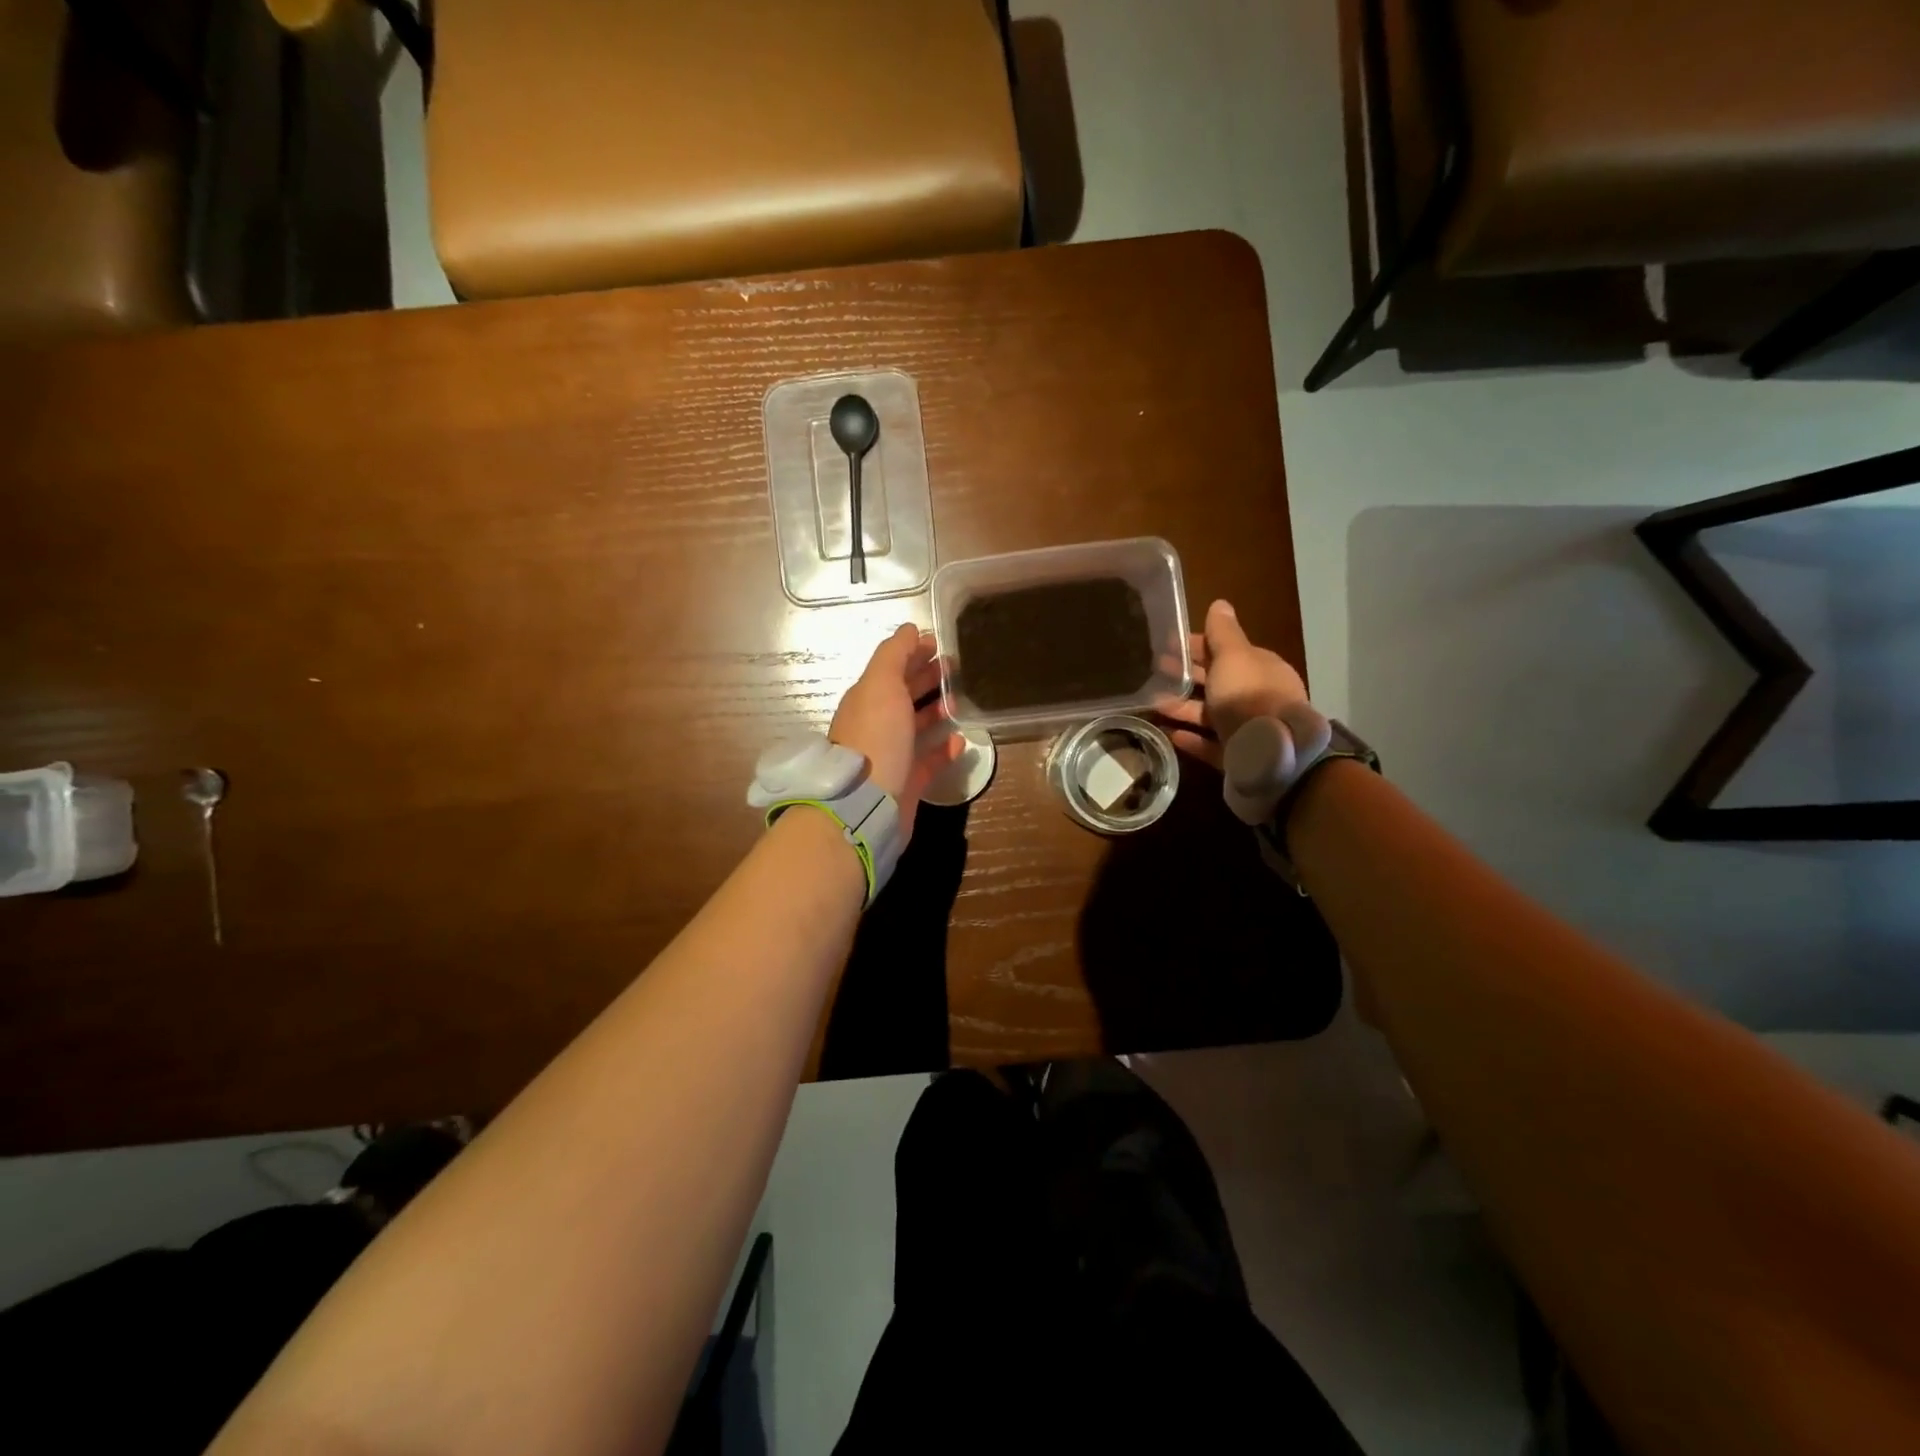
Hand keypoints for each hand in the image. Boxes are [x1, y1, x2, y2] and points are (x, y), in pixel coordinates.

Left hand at [830, 624, 963, 839]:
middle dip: (927, 677)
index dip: (913, 652)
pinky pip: (928, 760)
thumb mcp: (881, 684)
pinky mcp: (906, 782)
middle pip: (903, 694)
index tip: (939, 643)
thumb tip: (910, 629)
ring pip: (916, 726)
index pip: (891, 667)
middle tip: (957, 667)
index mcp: (867, 698)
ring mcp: (891, 754)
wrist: (866, 803)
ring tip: (961, 700)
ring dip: (936, 711)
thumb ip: (894, 654)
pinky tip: (961, 741)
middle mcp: (876, 724)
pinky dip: (944, 749)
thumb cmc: (875, 737)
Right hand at [1157, 599, 1308, 768]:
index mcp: (1261, 668)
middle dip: (1188, 675)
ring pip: (1211, 714)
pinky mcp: (1238, 756)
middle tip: (1156, 670)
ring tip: (1155, 704)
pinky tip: (1171, 734)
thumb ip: (1223, 633)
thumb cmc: (1249, 696)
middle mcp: (1257, 696)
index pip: (1227, 652)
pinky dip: (1192, 739)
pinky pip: (1210, 745)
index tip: (1169, 644)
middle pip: (1218, 682)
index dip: (1199, 646)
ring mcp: (1248, 728)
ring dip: (1184, 708)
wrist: (1270, 754)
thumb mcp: (1234, 656)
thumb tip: (1220, 604)